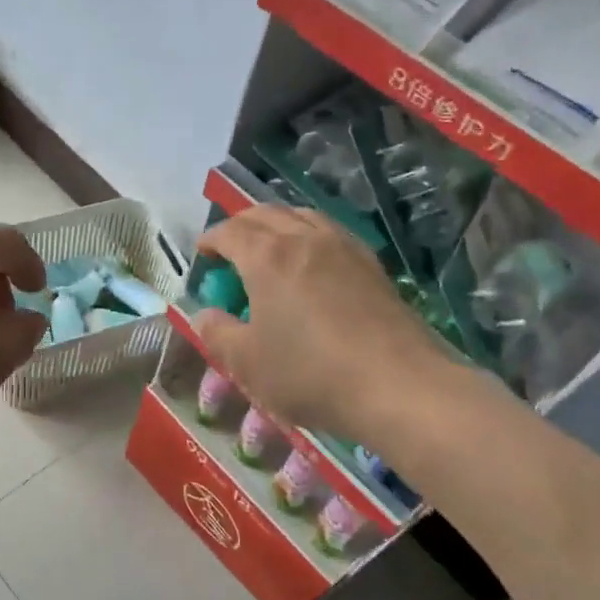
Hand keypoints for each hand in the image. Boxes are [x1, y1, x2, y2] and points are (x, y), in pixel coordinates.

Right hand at [194, 206, 448, 443]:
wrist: (397, 385)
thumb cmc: (310, 373)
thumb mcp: (247, 363)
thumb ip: (218, 334)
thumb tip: (204, 315)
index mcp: (267, 257)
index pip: (230, 232)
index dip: (210, 240)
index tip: (202, 254)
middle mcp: (305, 239)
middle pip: (266, 214)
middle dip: (241, 225)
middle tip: (229, 248)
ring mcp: (344, 248)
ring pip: (302, 216)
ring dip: (278, 224)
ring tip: (270, 248)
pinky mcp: (372, 265)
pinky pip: (331, 233)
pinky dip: (309, 236)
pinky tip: (312, 264)